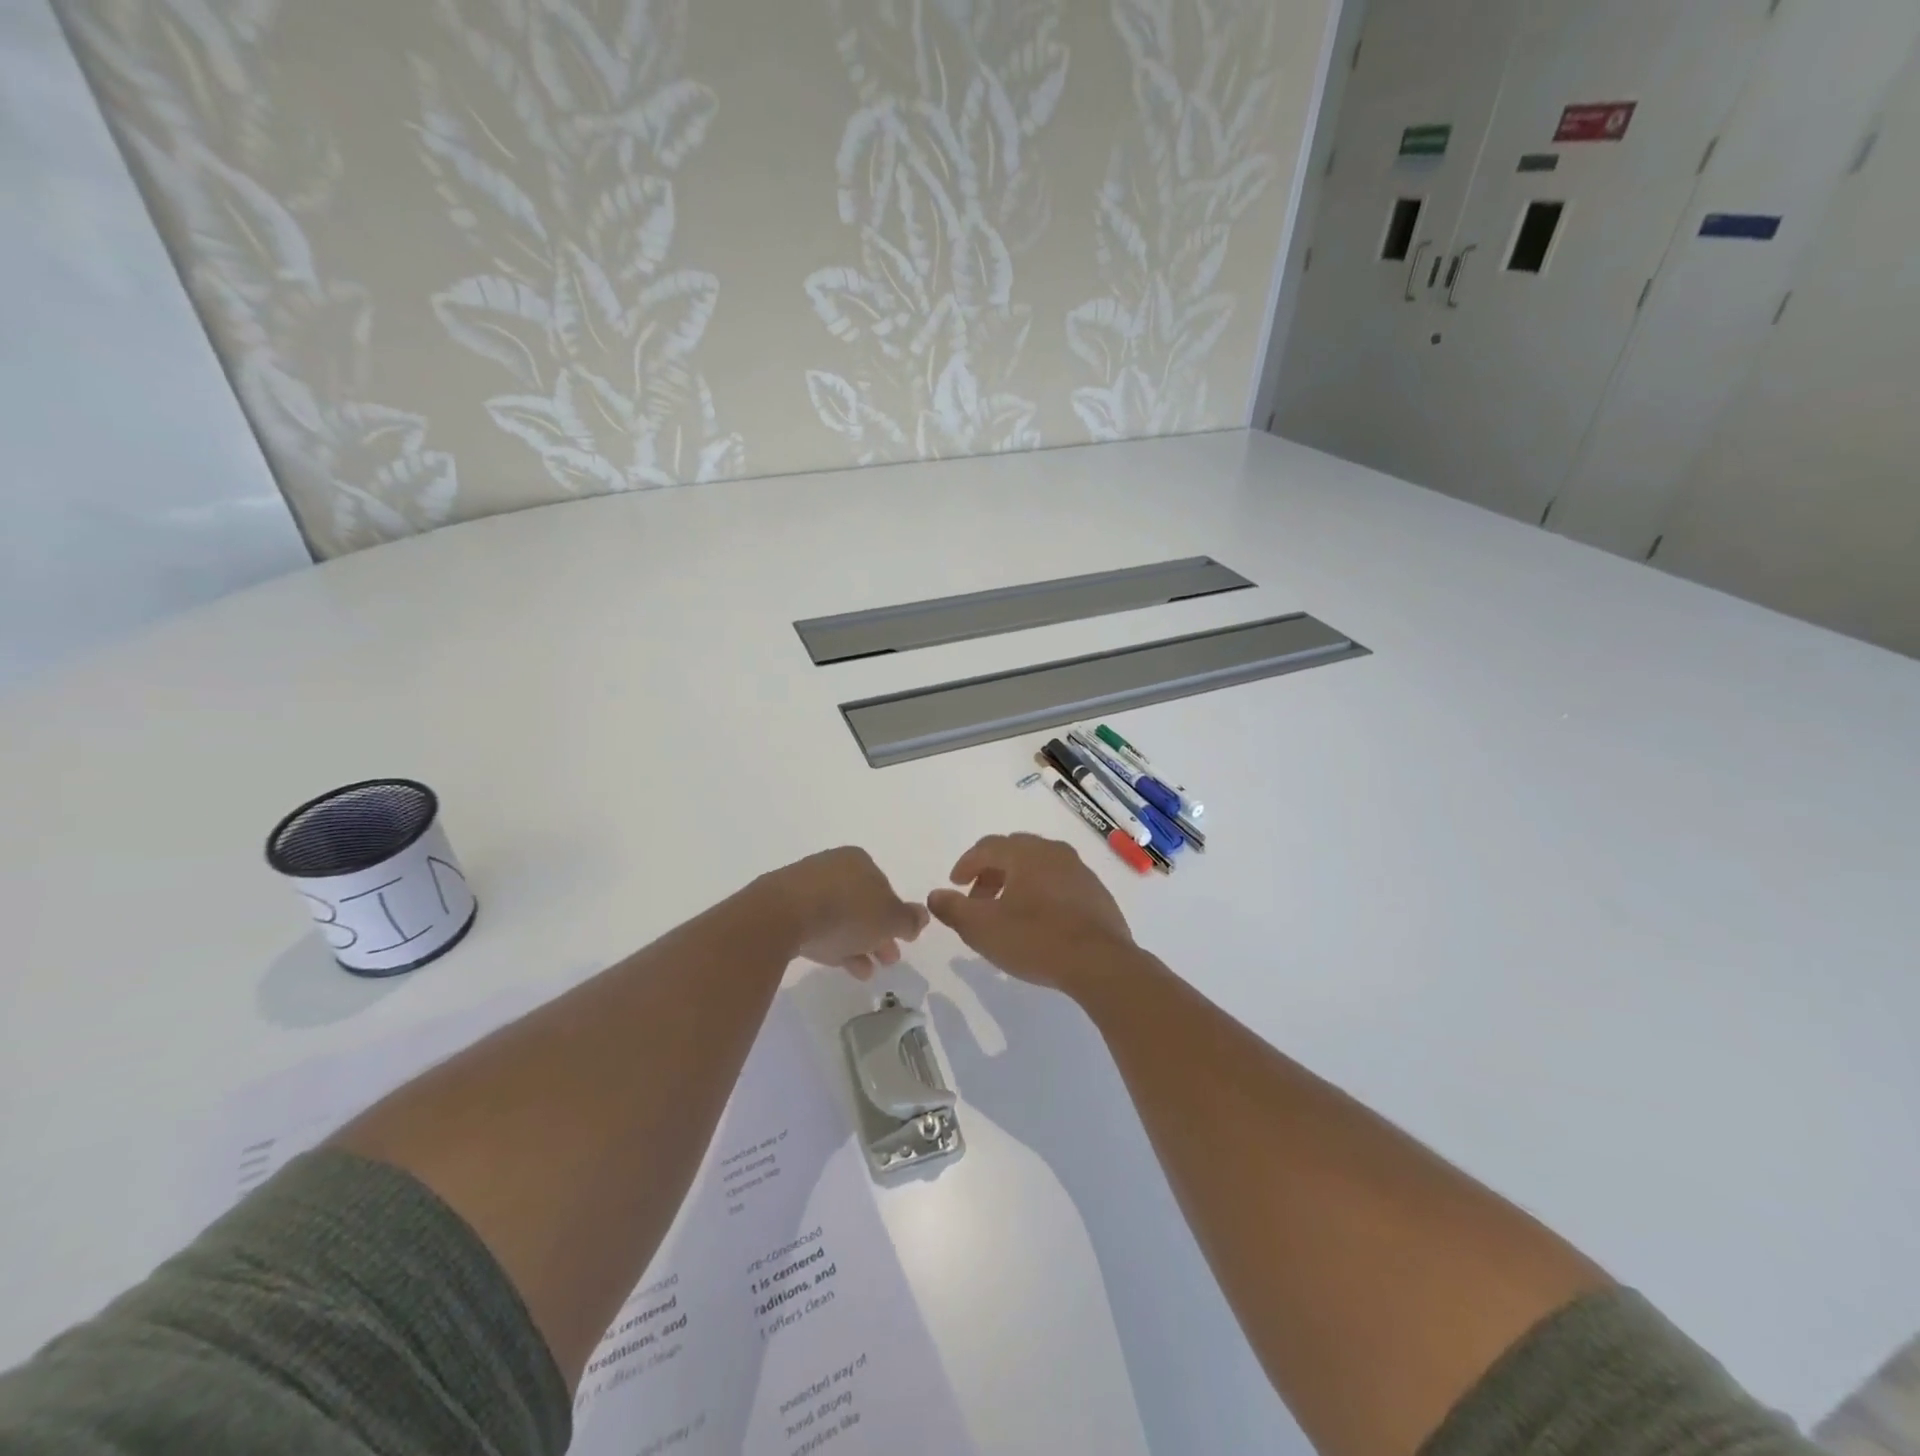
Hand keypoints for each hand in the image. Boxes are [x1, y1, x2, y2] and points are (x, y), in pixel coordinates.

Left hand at [761, 846, 928, 976]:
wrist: (782, 915)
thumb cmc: (846, 911)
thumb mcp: (889, 919)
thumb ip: (909, 919)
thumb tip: (923, 915)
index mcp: (860, 860)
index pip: (886, 888)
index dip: (896, 917)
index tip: (903, 942)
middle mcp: (833, 866)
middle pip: (863, 903)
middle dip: (878, 933)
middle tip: (888, 959)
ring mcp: (805, 886)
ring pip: (840, 917)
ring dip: (857, 943)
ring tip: (866, 972)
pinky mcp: (783, 907)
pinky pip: (816, 925)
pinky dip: (832, 943)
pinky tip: (838, 965)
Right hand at [926, 833, 1137, 992]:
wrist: (1101, 963)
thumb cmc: (1035, 939)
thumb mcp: (982, 928)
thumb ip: (953, 909)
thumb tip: (935, 895)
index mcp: (1025, 853)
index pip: (987, 847)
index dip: (966, 864)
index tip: (955, 884)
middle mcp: (1053, 852)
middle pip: (1014, 852)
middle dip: (991, 872)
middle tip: (978, 899)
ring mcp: (1079, 871)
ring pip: (1039, 866)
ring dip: (1017, 883)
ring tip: (1007, 912)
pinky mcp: (1096, 893)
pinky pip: (1060, 883)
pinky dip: (1042, 893)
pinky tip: (1040, 921)